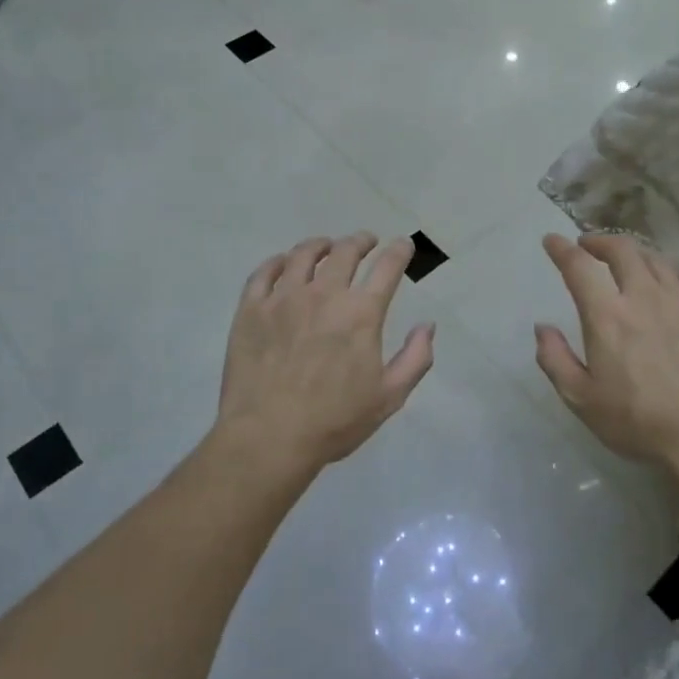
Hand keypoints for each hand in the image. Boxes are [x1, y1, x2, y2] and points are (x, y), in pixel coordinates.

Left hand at [213, 233, 434, 475]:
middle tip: (365, 241)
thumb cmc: (334, 421)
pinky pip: (264, 273)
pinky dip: (277, 262)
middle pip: (345, 252)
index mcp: (361, 313)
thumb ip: (415, 358)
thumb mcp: (389, 397)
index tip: (402, 245)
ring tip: (325, 246)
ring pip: (303, 255)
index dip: (399, 251)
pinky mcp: (251, 309)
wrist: (268, 437)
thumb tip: (427, 325)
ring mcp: (283, 298)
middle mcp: (323, 294)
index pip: (387, 267)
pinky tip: (283, 263)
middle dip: (360, 241)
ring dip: (320, 245)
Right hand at [534, 233, 678, 471]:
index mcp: (607, 316)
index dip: (562, 249)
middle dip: (600, 241)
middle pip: (621, 250)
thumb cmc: (638, 421)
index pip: (579, 267)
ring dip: (633, 253)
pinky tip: (665, 278)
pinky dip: (666, 269)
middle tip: (588, 246)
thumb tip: (542, 328)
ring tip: (624, 260)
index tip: (552, 240)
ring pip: (654, 259)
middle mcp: (643, 297)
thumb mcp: (581, 399)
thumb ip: (555, 359)